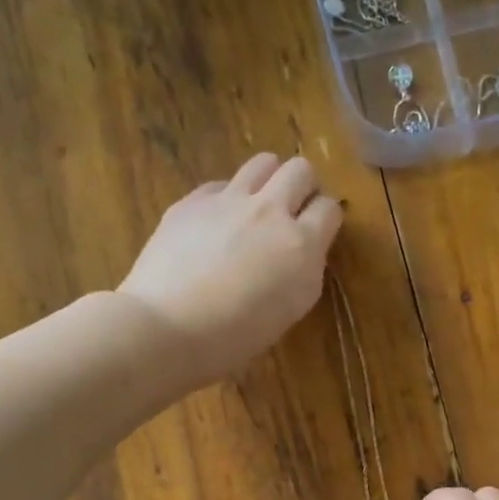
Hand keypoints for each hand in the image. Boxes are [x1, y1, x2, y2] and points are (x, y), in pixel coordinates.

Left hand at [118, 153, 342, 383]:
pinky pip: (221, 184)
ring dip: (269, 179)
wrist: (168, 327)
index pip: (330, 208)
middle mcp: (270, 211)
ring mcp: (229, 200)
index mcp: (301, 244)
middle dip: (303, 186)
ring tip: (258, 206)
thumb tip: (302, 250)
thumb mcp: (290, 309)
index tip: (317, 231)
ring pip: (263, 163)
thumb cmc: (235, 336)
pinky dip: (227, 198)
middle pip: (300, 170)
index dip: (326, 218)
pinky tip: (216, 224)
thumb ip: (304, 270)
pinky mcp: (193, 201)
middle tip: (293, 210)